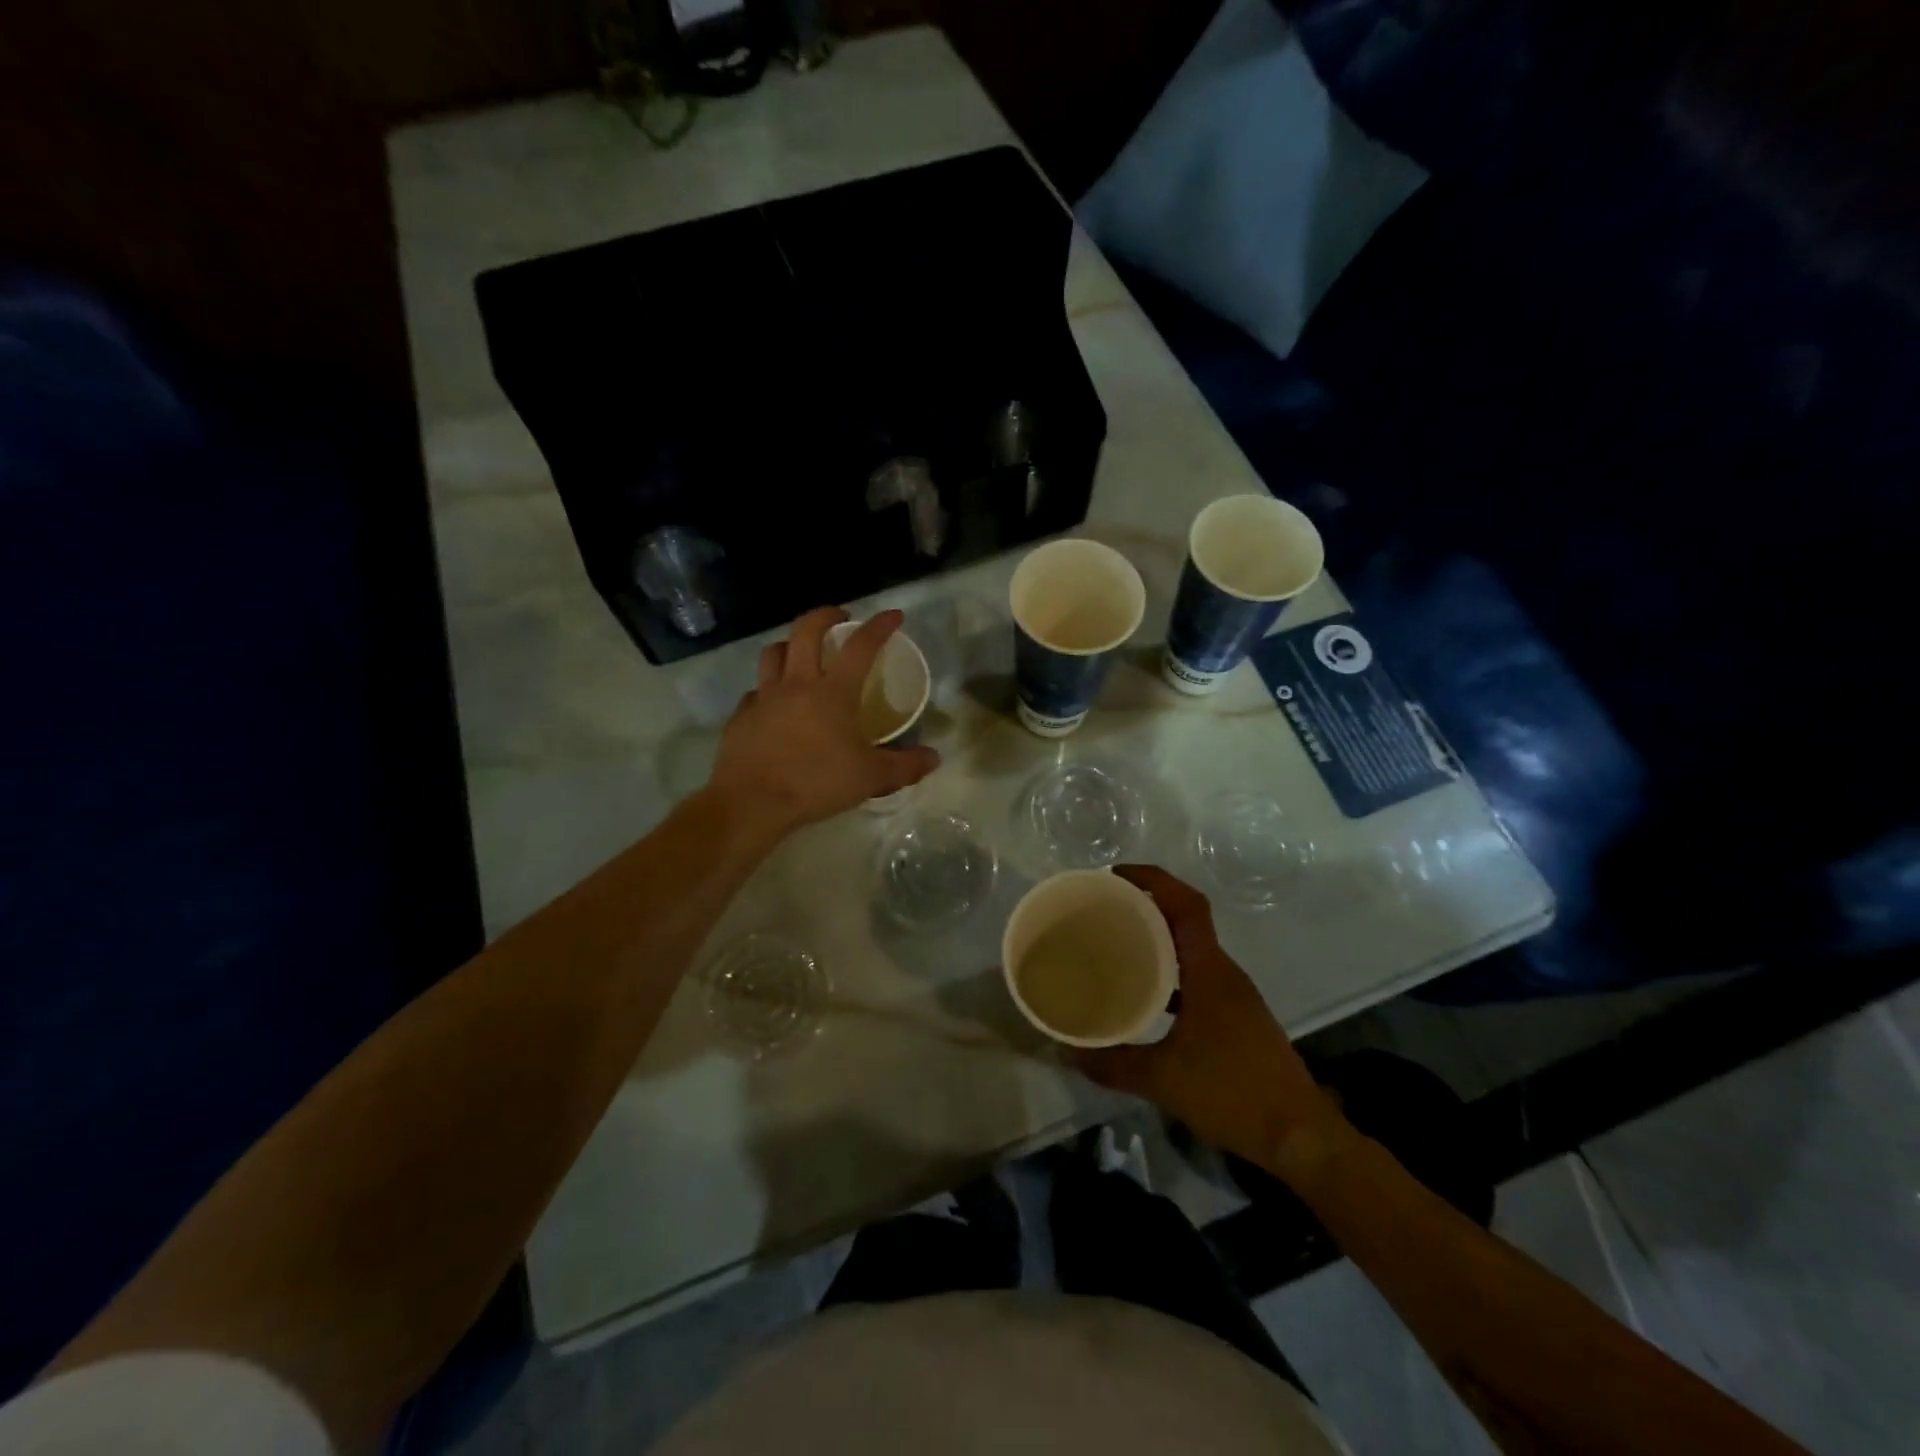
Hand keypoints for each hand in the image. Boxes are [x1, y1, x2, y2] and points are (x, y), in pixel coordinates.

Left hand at [710, 607, 940, 833]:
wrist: (752, 802)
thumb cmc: (816, 783)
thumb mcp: (870, 778)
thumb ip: (905, 766)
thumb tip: (934, 758)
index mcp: (833, 692)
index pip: (861, 646)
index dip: (879, 626)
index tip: (893, 615)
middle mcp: (797, 684)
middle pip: (805, 630)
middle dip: (824, 615)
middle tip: (839, 618)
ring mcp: (764, 698)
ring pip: (773, 652)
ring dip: (789, 644)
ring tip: (800, 652)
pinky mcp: (741, 717)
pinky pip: (754, 692)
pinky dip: (767, 690)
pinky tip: (774, 705)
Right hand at [1078, 865, 1342, 1176]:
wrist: (1300, 1137)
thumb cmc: (1234, 1093)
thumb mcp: (1163, 1080)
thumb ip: (1112, 1064)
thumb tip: (1067, 1051)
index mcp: (1210, 971)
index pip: (1186, 904)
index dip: (1153, 880)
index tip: (1115, 875)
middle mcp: (1223, 973)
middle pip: (1186, 920)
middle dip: (1146, 905)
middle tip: (1103, 910)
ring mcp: (1234, 996)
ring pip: (1191, 950)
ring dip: (1157, 939)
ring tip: (1116, 946)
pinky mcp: (1236, 1017)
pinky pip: (1196, 976)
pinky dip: (1169, 972)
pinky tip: (1145, 998)